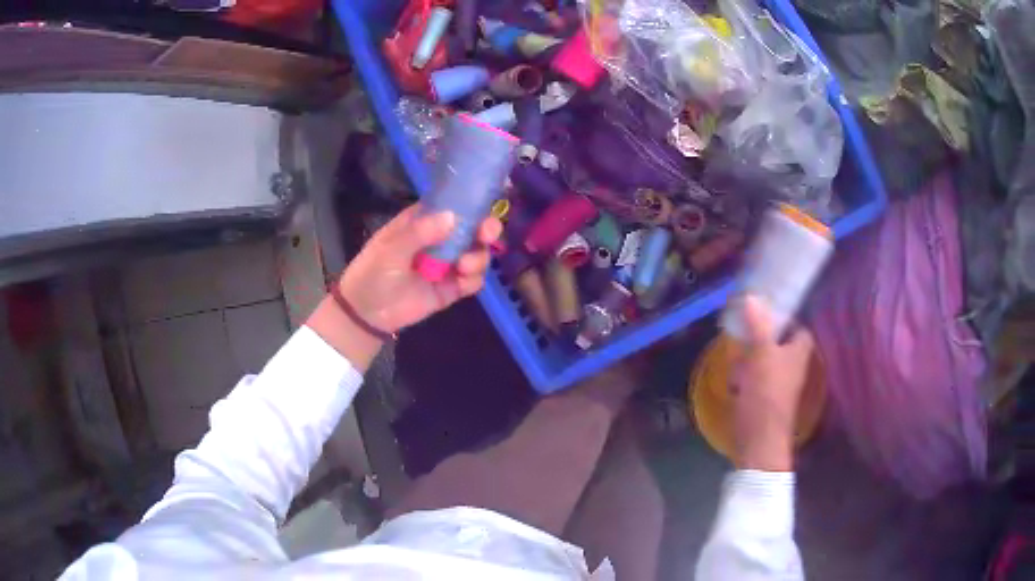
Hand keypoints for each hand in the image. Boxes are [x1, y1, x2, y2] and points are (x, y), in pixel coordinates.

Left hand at [337, 203, 501, 332]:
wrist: (366, 314)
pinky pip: (473, 280)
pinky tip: (462, 282)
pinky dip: (474, 279)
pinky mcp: (452, 288)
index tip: (483, 206)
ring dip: (478, 257)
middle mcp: (439, 239)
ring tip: (463, 267)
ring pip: (477, 253)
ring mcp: (447, 264)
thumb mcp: (391, 249)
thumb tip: (452, 217)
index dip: (470, 203)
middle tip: (487, 234)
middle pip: (472, 228)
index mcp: (422, 221)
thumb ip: (420, 232)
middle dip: (485, 229)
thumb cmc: (372, 272)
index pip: (451, 205)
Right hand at [730, 295, 813, 471]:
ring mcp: (779, 385)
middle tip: (744, 331)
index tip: (765, 312)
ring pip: (766, 362)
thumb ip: (758, 325)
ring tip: (735, 356)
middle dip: (761, 338)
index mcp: (799, 352)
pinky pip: (756, 380)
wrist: (759, 439)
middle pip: (779, 343)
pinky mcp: (765, 400)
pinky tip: (733, 380)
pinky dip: (746, 377)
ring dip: (750, 358)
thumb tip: (752, 296)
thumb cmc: (765, 393)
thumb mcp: (761, 354)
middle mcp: (793, 367)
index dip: (785, 319)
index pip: (798, 328)